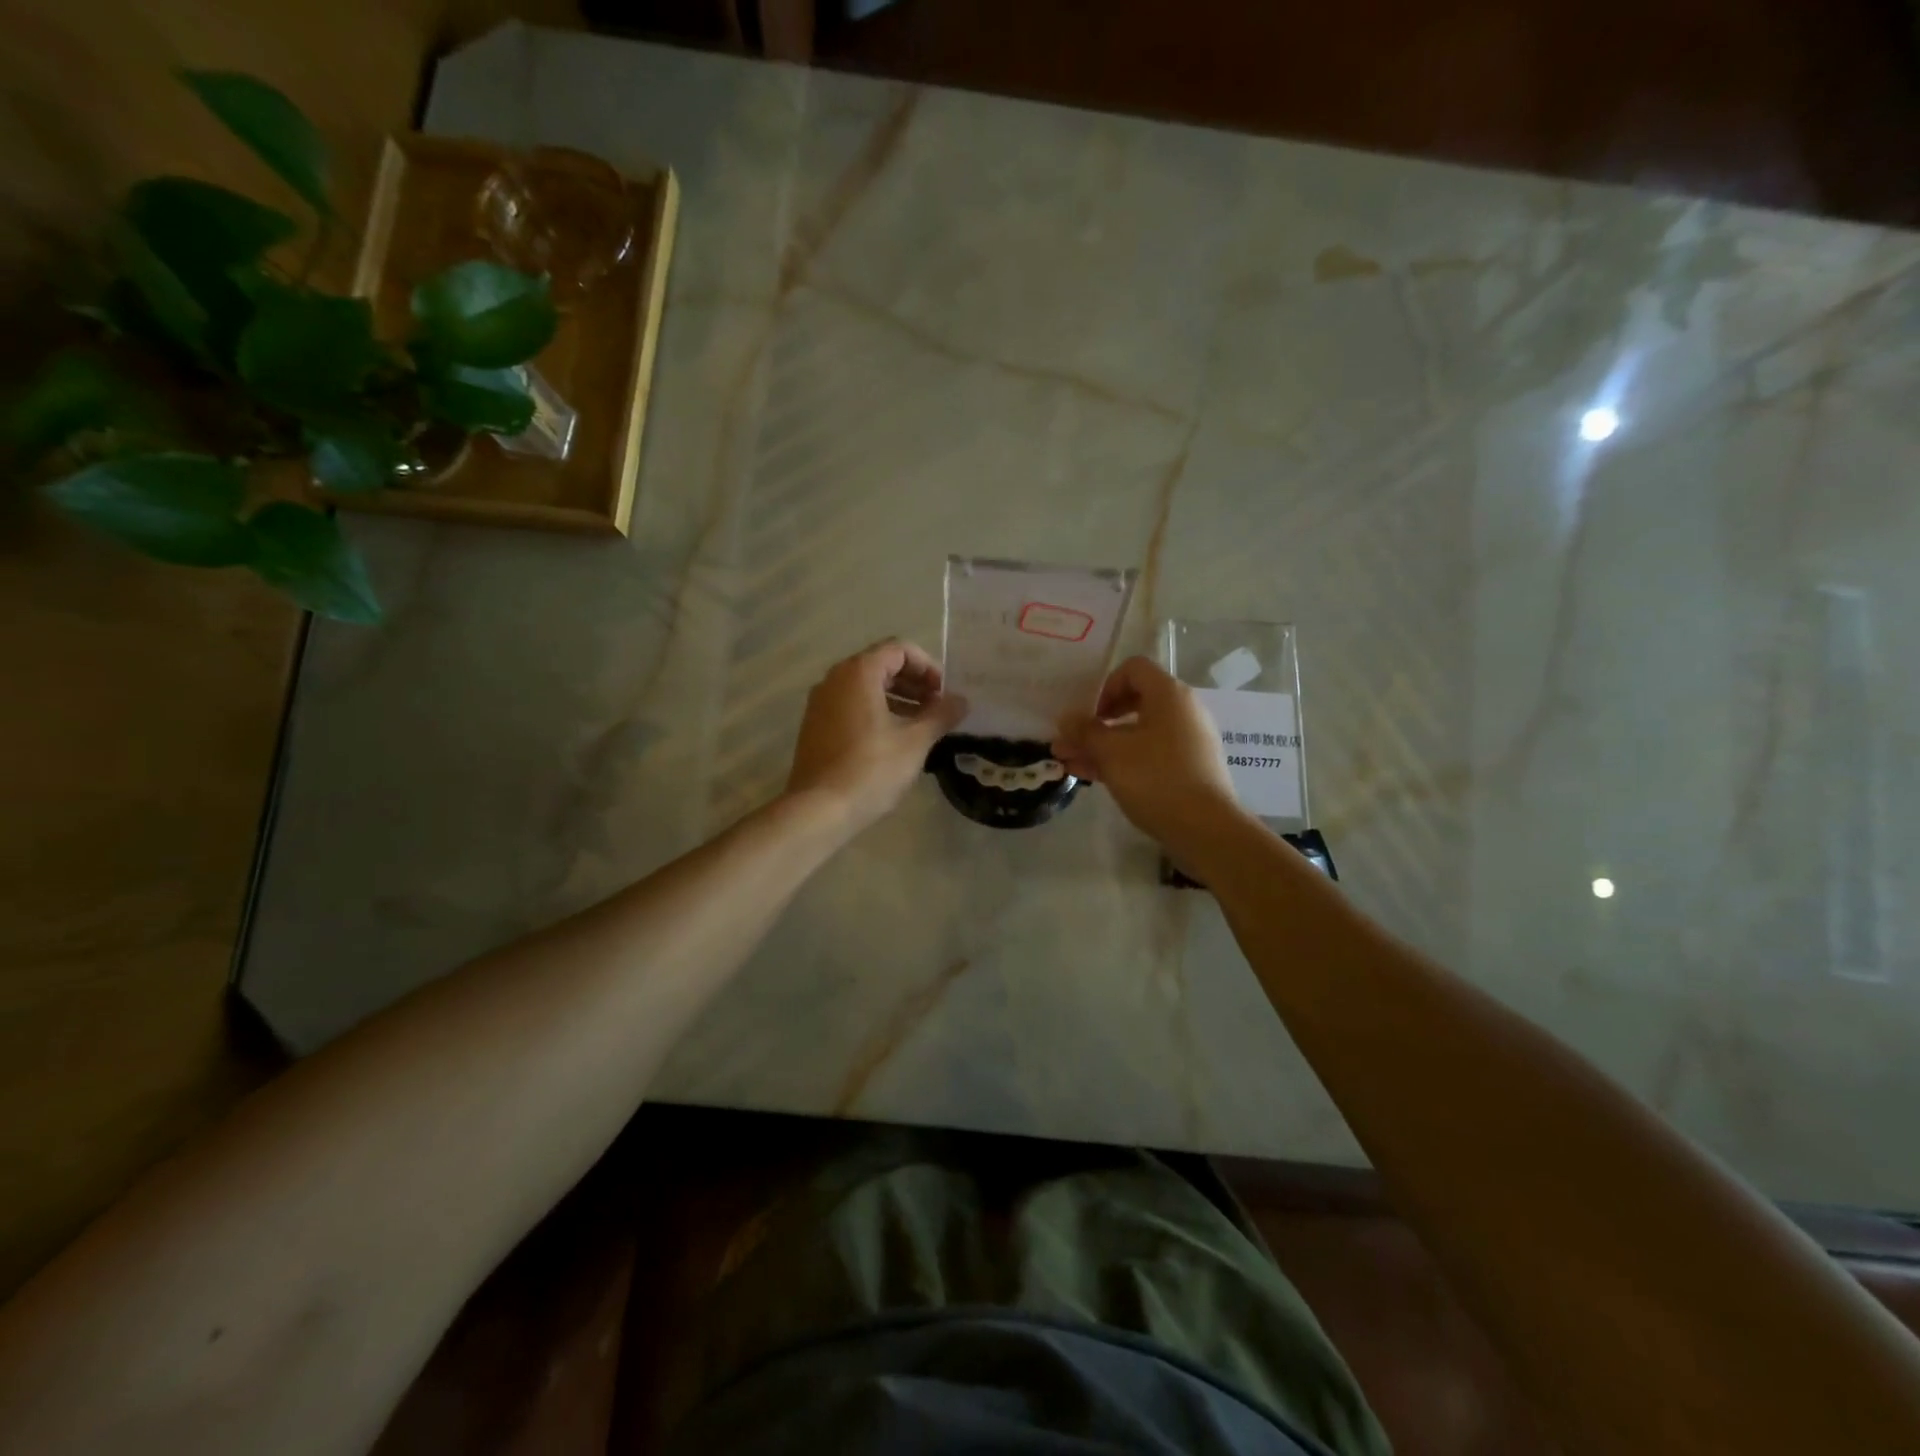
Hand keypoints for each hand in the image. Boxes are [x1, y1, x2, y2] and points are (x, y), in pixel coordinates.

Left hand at [786, 640, 967, 834]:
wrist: (819, 809)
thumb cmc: (871, 769)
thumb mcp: (915, 742)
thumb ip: (941, 715)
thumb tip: (961, 700)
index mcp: (858, 673)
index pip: (899, 649)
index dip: (928, 667)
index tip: (944, 693)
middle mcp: (835, 679)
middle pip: (881, 665)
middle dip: (914, 683)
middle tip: (937, 708)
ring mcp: (821, 702)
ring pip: (865, 687)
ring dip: (897, 698)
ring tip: (920, 725)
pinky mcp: (815, 725)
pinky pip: (851, 705)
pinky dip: (876, 711)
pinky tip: (893, 740)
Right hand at [1053, 656, 1245, 855]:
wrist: (1205, 828)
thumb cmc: (1156, 778)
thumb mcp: (1111, 752)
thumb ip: (1085, 732)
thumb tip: (1066, 718)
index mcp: (1169, 695)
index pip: (1133, 669)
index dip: (1105, 686)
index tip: (1089, 715)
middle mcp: (1182, 711)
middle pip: (1133, 703)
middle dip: (1096, 723)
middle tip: (1070, 741)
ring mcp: (1187, 741)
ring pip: (1137, 734)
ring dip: (1102, 746)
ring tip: (1069, 764)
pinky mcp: (1188, 768)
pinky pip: (1149, 754)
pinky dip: (1122, 760)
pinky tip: (1092, 777)